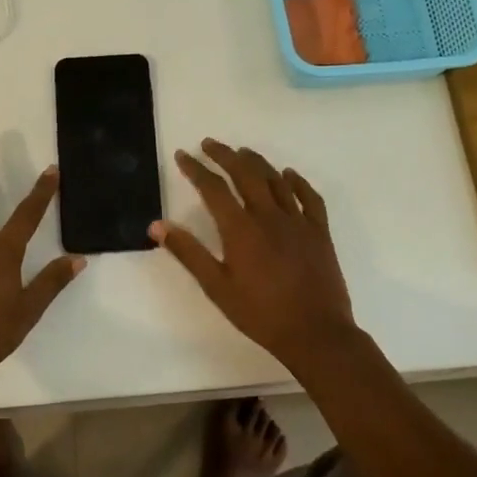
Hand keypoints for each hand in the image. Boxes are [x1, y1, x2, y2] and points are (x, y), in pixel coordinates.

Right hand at [151, 139, 357, 371]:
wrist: (315, 333)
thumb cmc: (260, 314)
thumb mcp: (216, 287)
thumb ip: (188, 253)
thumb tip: (157, 226)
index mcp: (240, 228)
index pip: (213, 188)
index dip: (195, 169)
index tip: (182, 155)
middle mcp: (269, 215)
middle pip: (245, 173)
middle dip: (225, 154)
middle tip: (209, 144)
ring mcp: (298, 221)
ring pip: (276, 179)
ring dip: (257, 162)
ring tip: (242, 152)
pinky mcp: (319, 231)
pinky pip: (309, 197)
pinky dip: (297, 181)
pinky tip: (289, 175)